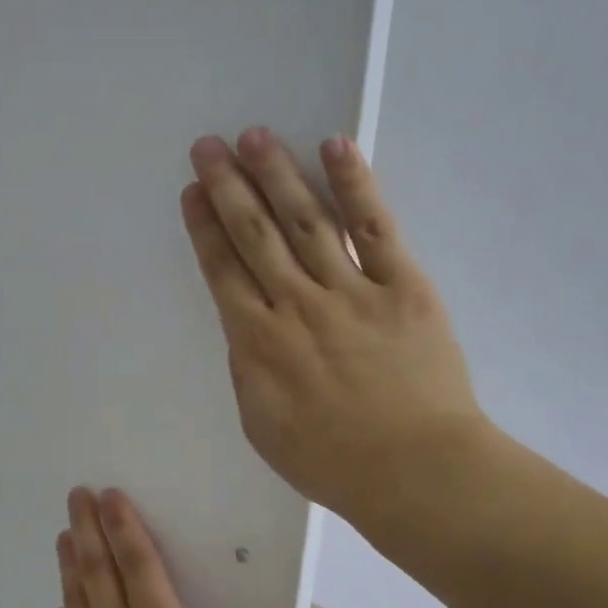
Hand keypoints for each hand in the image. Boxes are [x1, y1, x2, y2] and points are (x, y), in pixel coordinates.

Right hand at [180, 127, 490, 533]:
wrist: (414, 470)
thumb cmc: (330, 460)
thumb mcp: (261, 426)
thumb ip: (247, 369)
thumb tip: (247, 327)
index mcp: (257, 341)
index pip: (223, 270)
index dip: (205, 226)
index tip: (193, 190)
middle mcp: (296, 304)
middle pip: (255, 234)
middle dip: (228, 186)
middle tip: (210, 145)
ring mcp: (351, 290)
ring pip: (305, 221)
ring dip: (277, 175)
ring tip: (256, 136)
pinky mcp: (402, 287)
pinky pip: (376, 228)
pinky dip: (355, 186)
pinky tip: (336, 148)